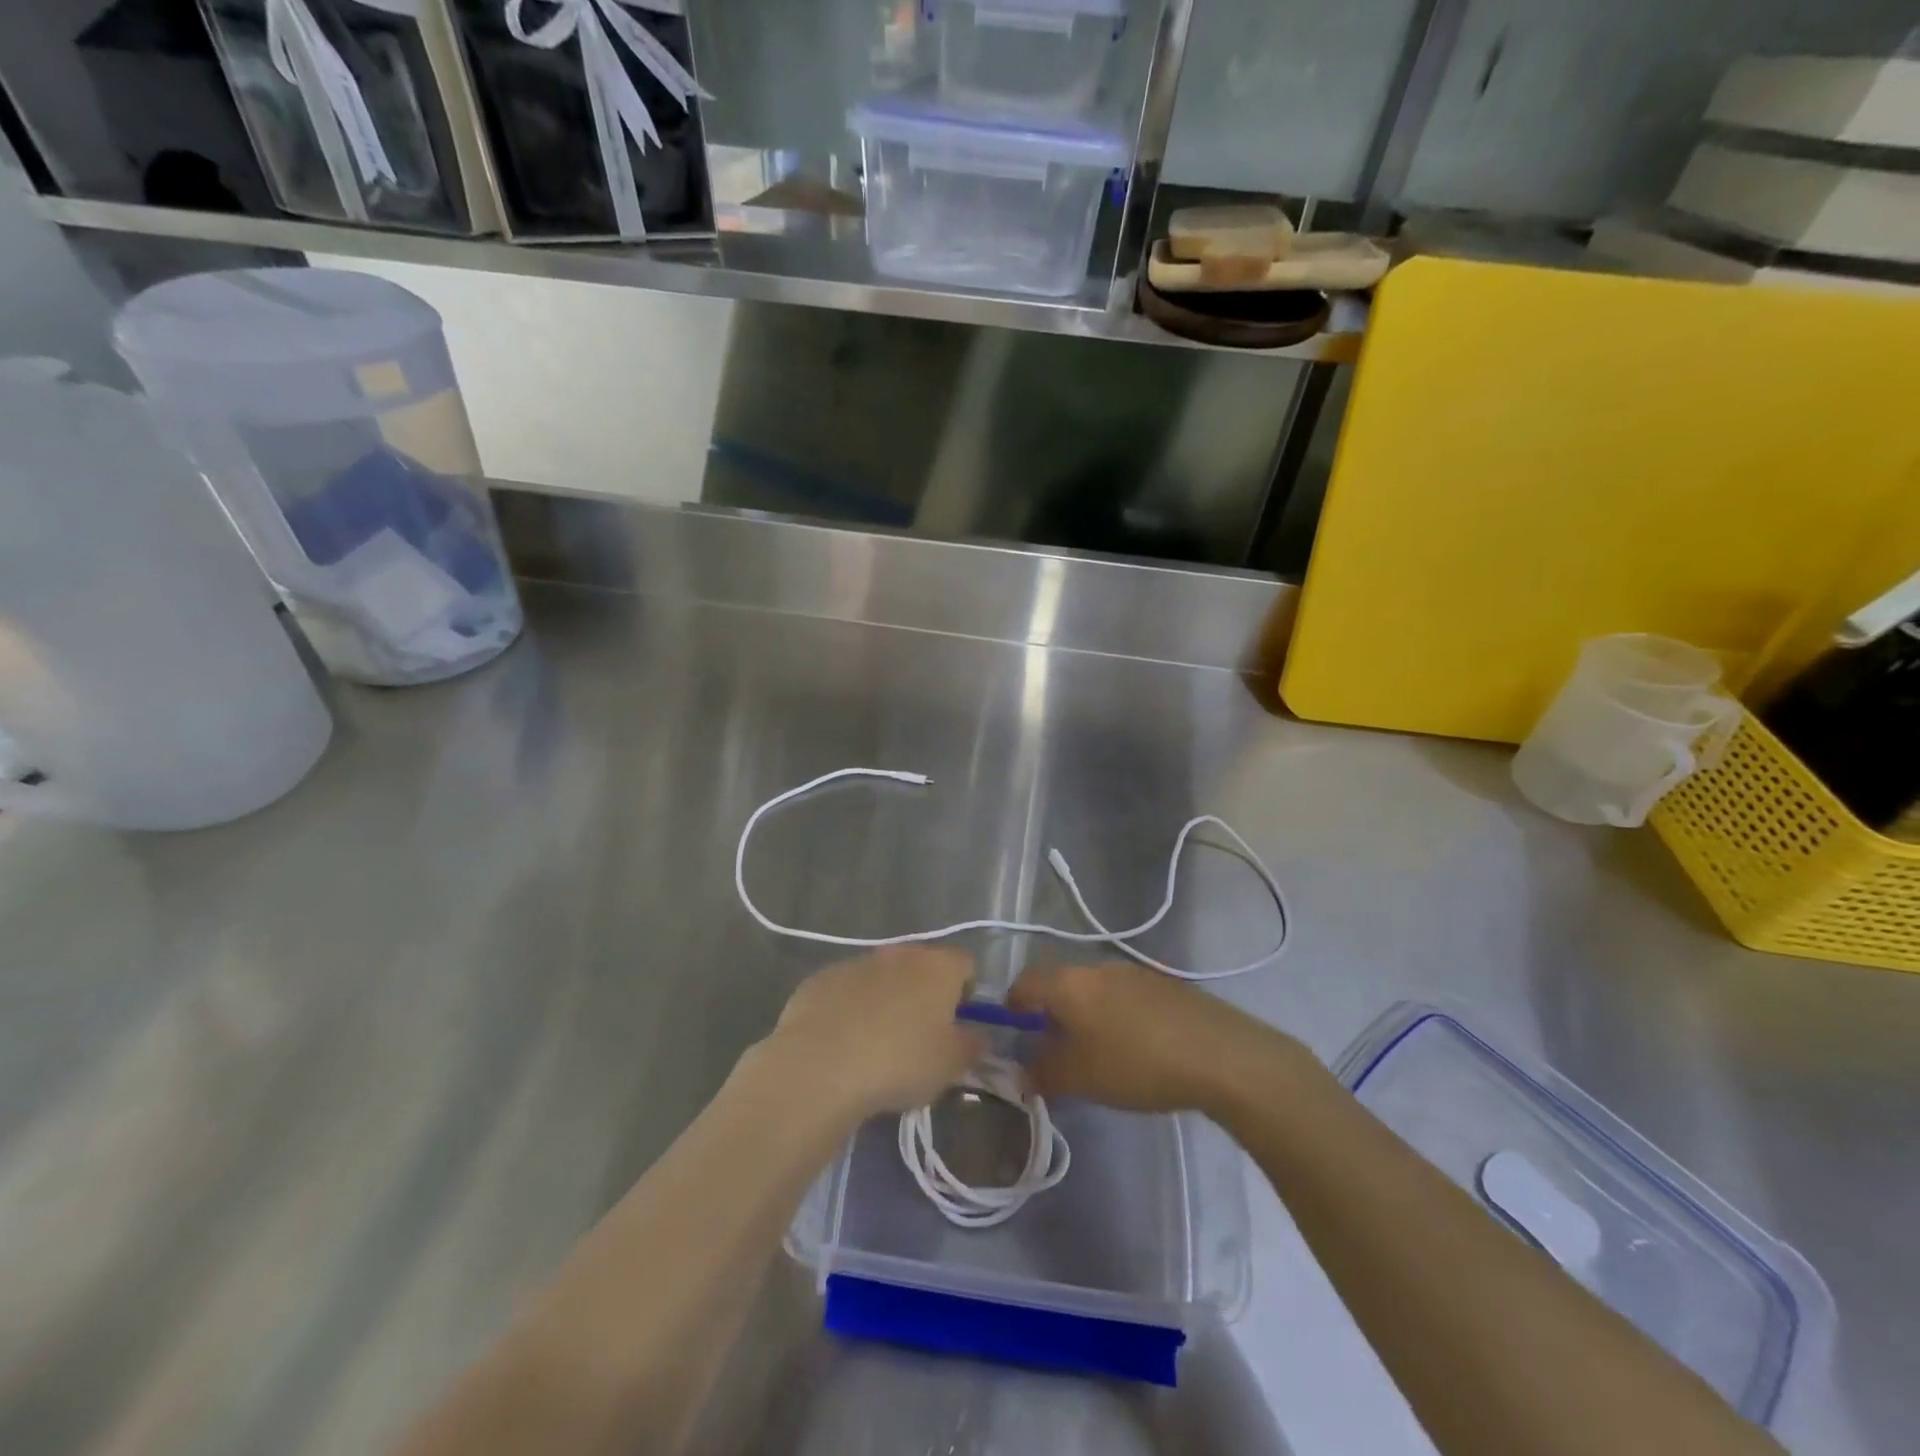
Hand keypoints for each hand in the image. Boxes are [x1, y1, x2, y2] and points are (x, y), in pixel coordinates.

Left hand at [756, 948, 985, 1120]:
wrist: (819, 1065)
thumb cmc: (899, 1062)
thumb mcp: (951, 1065)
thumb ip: (972, 1045)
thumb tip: (978, 1034)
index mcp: (938, 966)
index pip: (966, 964)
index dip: (967, 993)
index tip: (958, 1026)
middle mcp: (899, 953)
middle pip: (922, 966)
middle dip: (924, 994)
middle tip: (919, 1037)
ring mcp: (856, 962)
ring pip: (882, 976)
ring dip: (886, 1000)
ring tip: (877, 1045)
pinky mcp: (820, 978)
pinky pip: (847, 990)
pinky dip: (850, 1009)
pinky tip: (843, 1043)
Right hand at [1008, 962, 1298, 1114]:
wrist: (1218, 1054)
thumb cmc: (1136, 1063)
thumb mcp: (1081, 1077)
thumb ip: (1043, 1073)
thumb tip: (1023, 1071)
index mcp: (1069, 983)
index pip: (1024, 983)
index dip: (1012, 1007)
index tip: (1015, 1036)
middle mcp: (1096, 967)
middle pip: (1059, 984)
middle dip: (1050, 1015)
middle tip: (1054, 1051)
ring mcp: (1132, 972)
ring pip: (1092, 990)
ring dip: (1084, 1015)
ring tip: (1095, 1053)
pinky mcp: (1161, 984)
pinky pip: (1121, 996)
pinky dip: (1114, 1016)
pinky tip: (1133, 1048)